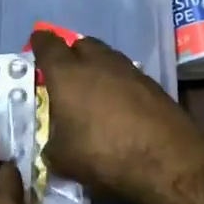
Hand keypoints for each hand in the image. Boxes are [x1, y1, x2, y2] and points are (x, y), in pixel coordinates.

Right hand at [29, 29, 203, 201]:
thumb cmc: (102, 153)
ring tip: (93, 91)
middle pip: (81, 44)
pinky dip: (118, 84)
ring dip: (97, 68)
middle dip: (71, 54)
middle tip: (66, 74)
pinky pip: (127, 75)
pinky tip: (119, 106)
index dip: (40, 43)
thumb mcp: (62, 159)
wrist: (166, 160)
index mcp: (67, 73)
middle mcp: (98, 62)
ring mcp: (129, 70)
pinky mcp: (153, 85)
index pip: (48, 45)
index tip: (37, 44)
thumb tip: (55, 143)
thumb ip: (52, 144)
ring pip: (107, 57)